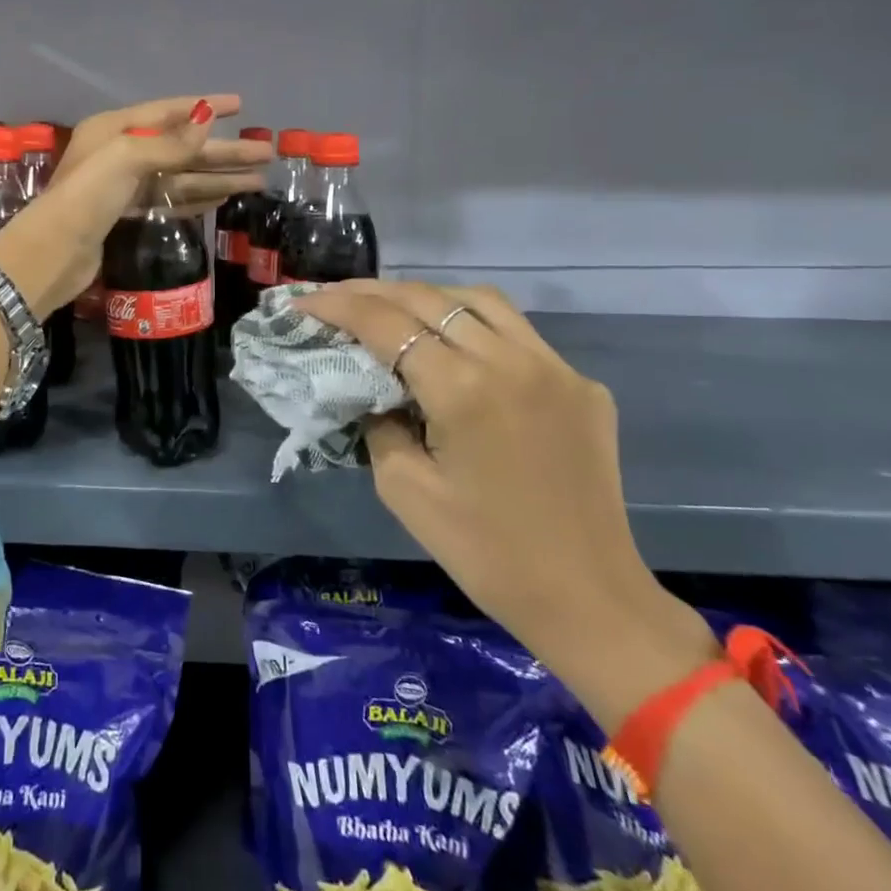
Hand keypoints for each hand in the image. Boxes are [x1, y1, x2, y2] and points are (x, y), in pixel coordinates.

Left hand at [0, 95, 270, 317]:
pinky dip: (197, 199)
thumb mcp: (128, 158)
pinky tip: (223, 198)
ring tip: (257, 180)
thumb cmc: (88, 195)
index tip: (241, 105)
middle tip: (266, 152)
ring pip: (180, 177)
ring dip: (217, 177)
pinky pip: (170, 200)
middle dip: (223, 150)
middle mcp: (120, 153)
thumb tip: (207, 117)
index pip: (168, 111)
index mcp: (114, 129)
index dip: (205, 107)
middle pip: (182, 147)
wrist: (55, 252)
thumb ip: (171, 142)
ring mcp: (124, 186)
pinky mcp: (127, 215)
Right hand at [292, 280, 714, 723]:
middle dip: (372, 292)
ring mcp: (555, 367)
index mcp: (463, 390)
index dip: (337, 307)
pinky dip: (474, 325)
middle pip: (428, 299)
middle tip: (334, 297)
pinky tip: (455, 347)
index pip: (386, 323)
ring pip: (478, 301)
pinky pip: (518, 334)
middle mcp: (512, 361)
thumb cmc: (486, 553)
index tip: (302, 303)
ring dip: (426, 297)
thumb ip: (379, 423)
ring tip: (391, 308)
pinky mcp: (581, 384)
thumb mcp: (404, 490)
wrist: (588, 598)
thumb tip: (373, 390)